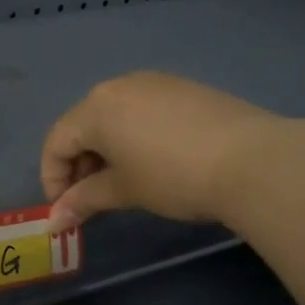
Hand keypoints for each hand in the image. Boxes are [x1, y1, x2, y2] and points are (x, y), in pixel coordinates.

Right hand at [41, 72, 278, 229]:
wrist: (252, 160)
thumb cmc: (172, 177)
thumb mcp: (123, 191)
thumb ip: (83, 201)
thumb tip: (55, 221)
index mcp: (96, 108)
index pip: (56, 142)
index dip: (53, 179)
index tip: (65, 211)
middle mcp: (120, 86)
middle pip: (82, 126)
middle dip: (78, 165)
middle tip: (89, 200)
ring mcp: (155, 82)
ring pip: (114, 117)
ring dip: (105, 151)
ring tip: (121, 183)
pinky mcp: (184, 89)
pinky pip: (143, 111)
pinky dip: (133, 137)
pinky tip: (152, 163)